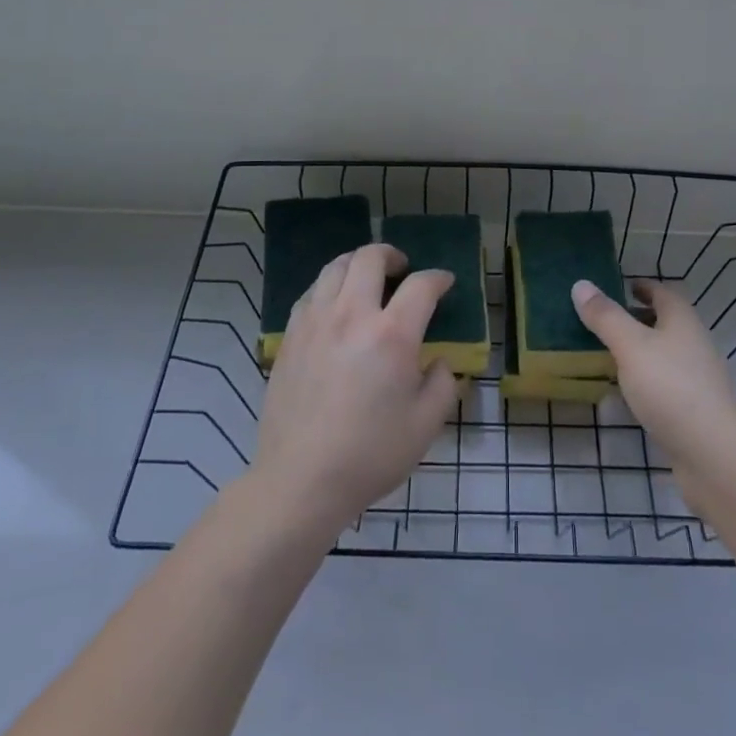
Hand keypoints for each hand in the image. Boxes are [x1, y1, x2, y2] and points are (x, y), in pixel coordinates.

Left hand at [252, 244, 459, 538]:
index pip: (421, 285)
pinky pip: (311, 292)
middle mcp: (352, 315)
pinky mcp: (290, 336)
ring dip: (358, 264)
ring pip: (335, 267)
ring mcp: (315, 322)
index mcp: (391, 335)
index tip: (444, 283)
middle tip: (402, 270)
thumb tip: (438, 361)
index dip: (438, 278)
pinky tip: (335, 306)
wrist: (301, 480)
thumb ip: (443, 384)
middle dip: (392, 255)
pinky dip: (330, 287)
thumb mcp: (426, 425)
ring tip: (367, 280)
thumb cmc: (370, 455)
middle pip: (371, 258)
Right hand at [571, 278, 735, 491]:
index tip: (619, 286)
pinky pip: (665, 384)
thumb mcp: (630, 346)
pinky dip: (646, 380)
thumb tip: (581, 284)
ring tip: (607, 355)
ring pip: (665, 354)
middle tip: (604, 321)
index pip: (663, 293)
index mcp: (683, 321)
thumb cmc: (670, 388)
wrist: (713, 455)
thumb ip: (605, 317)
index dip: (642, 287)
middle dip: (638, 319)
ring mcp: (698, 379)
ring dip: (641, 351)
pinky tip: (627, 393)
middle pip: (666, 323)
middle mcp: (695, 344)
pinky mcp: (694, 410)